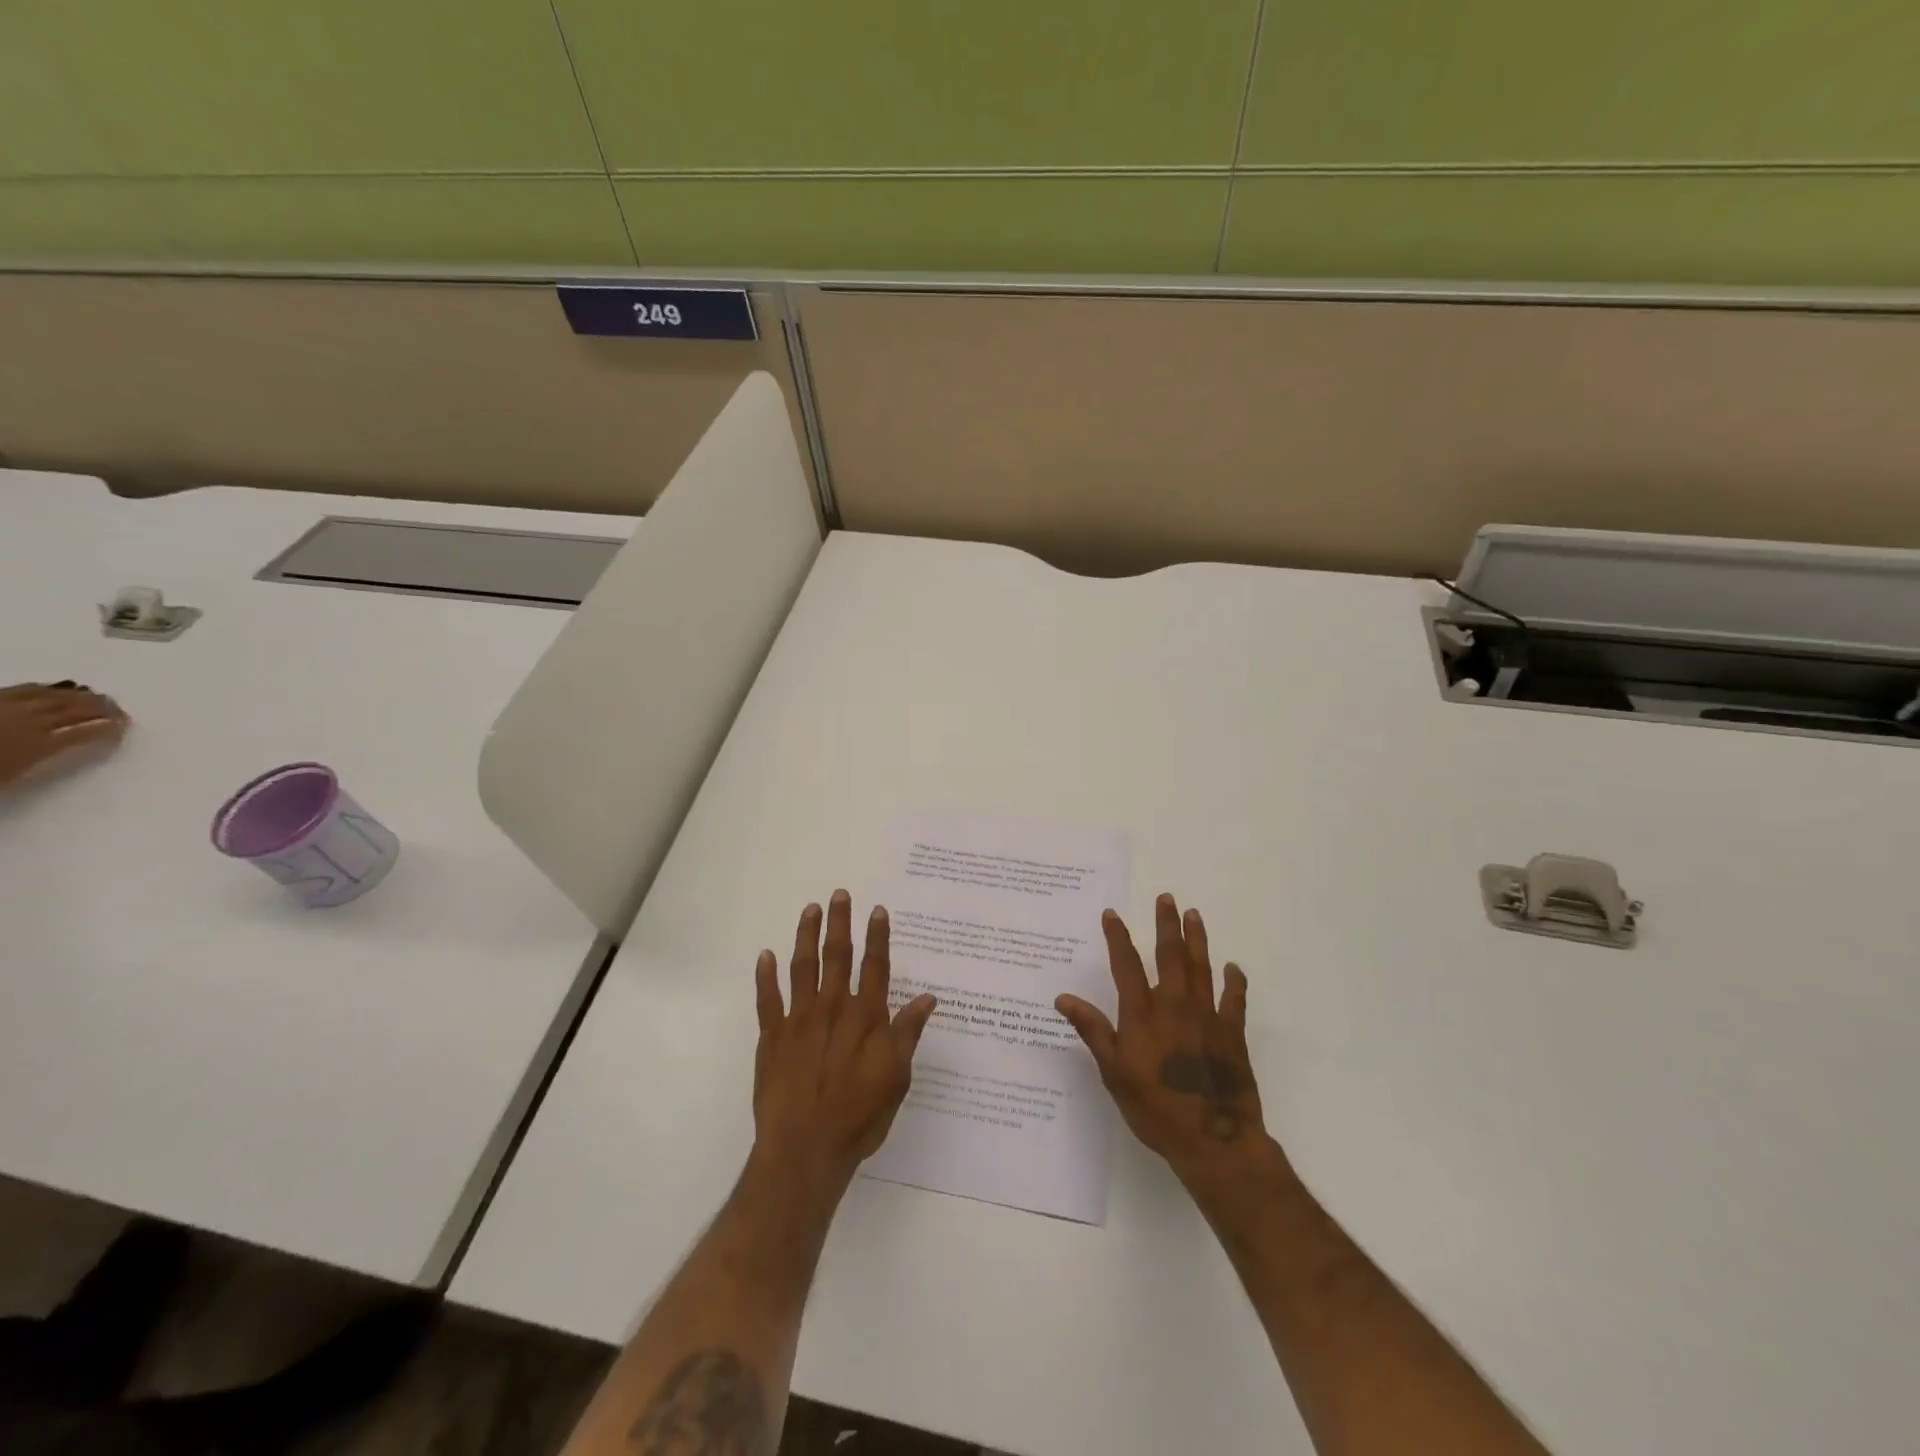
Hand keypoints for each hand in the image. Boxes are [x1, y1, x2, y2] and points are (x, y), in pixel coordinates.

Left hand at [0, 682, 128, 789]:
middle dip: (100, 708)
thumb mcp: (10, 777)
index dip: (108, 729)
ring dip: (77, 695)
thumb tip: (74, 741)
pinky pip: (22, 689)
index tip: (127, 727)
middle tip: (119, 708)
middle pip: (72, 710)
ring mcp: (3, 707)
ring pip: (51, 696)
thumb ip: (43, 759)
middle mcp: (26, 722)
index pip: (84, 733)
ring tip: (94, 696)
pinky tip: (53, 689)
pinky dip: (45, 689)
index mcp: (37, 744)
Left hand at [750, 890, 937, 1198]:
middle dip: (840, 924)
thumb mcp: (896, 1078)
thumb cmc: (859, 1116)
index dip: (878, 937)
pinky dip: (765, 976)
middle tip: (840, 894)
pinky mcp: (772, 1037)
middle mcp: (833, 1009)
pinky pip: (767, 999)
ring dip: (806, 936)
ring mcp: (799, 1020)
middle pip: (838, 957)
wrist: (804, 1150)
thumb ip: (907, 1034)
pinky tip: (765, 955)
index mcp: (866, 1018)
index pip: (875, 967)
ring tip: (810, 910)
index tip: (877, 910)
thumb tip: (928, 998)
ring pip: (803, 968)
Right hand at [1056, 894, 1270, 1186]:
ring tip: (1194, 914)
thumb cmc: (1156, 1109)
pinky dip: (1234, 982)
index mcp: (1143, 1014)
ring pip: (1201, 968)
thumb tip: (1063, 998)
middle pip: (1170, 955)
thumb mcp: (1114, 1073)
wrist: (1213, 1140)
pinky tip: (1233, 968)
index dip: (1118, 938)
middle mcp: (1175, 1006)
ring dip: (1197, 939)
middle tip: (1166, 898)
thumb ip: (1093, 1031)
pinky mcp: (1232, 1034)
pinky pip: (1235, 1000)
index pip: (1127, 965)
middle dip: (1165, 924)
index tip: (1112, 914)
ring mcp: (1207, 1017)